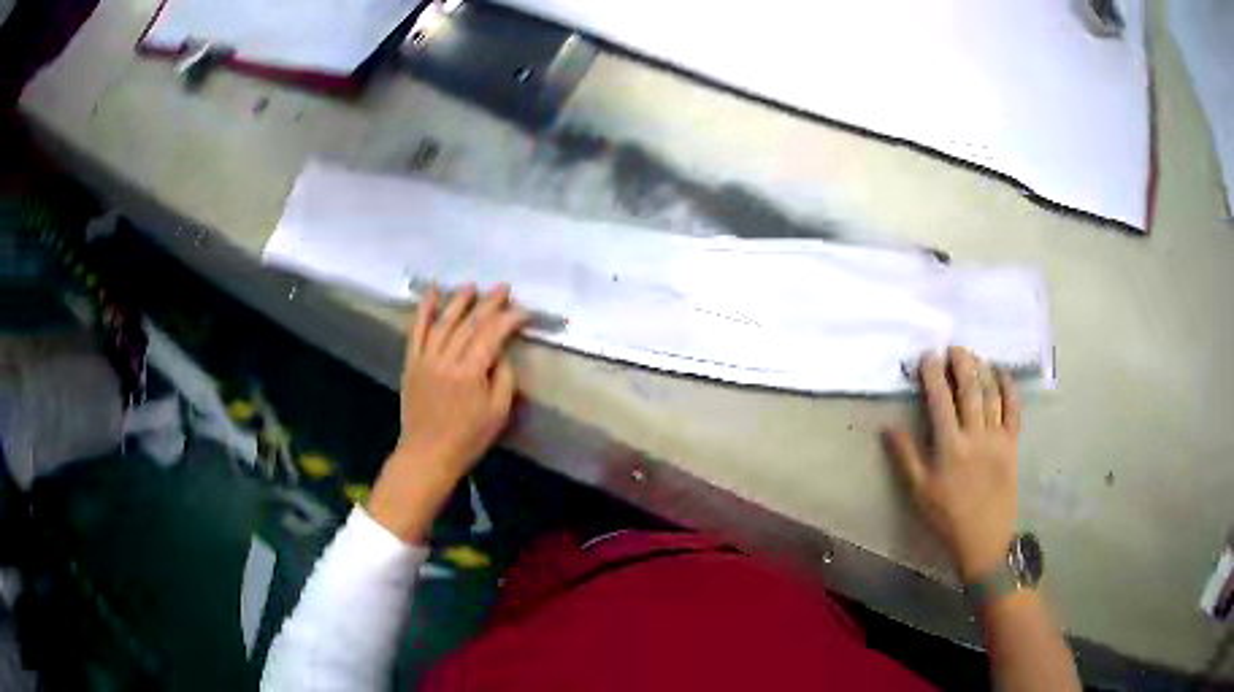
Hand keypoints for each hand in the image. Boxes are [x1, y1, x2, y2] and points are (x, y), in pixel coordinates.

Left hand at [368, 284, 528, 542]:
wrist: (427, 454)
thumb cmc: (468, 439)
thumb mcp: (498, 414)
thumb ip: (504, 379)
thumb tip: (501, 354)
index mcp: (471, 373)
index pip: (492, 335)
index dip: (510, 319)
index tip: (524, 311)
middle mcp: (447, 360)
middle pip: (469, 323)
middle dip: (488, 303)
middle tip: (503, 288)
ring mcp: (426, 359)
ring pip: (444, 322)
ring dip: (459, 301)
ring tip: (472, 286)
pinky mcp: (412, 362)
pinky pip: (416, 331)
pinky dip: (424, 310)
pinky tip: (432, 292)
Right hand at [884, 346, 1021, 581]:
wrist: (985, 539)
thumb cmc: (947, 518)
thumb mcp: (919, 492)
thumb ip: (905, 456)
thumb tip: (887, 426)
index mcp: (949, 446)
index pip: (940, 399)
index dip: (933, 374)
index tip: (927, 356)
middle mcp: (975, 435)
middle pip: (969, 388)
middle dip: (961, 362)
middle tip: (953, 347)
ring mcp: (997, 437)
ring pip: (991, 393)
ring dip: (982, 369)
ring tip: (974, 356)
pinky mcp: (1012, 444)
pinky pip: (1014, 409)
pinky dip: (1009, 387)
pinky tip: (1001, 373)